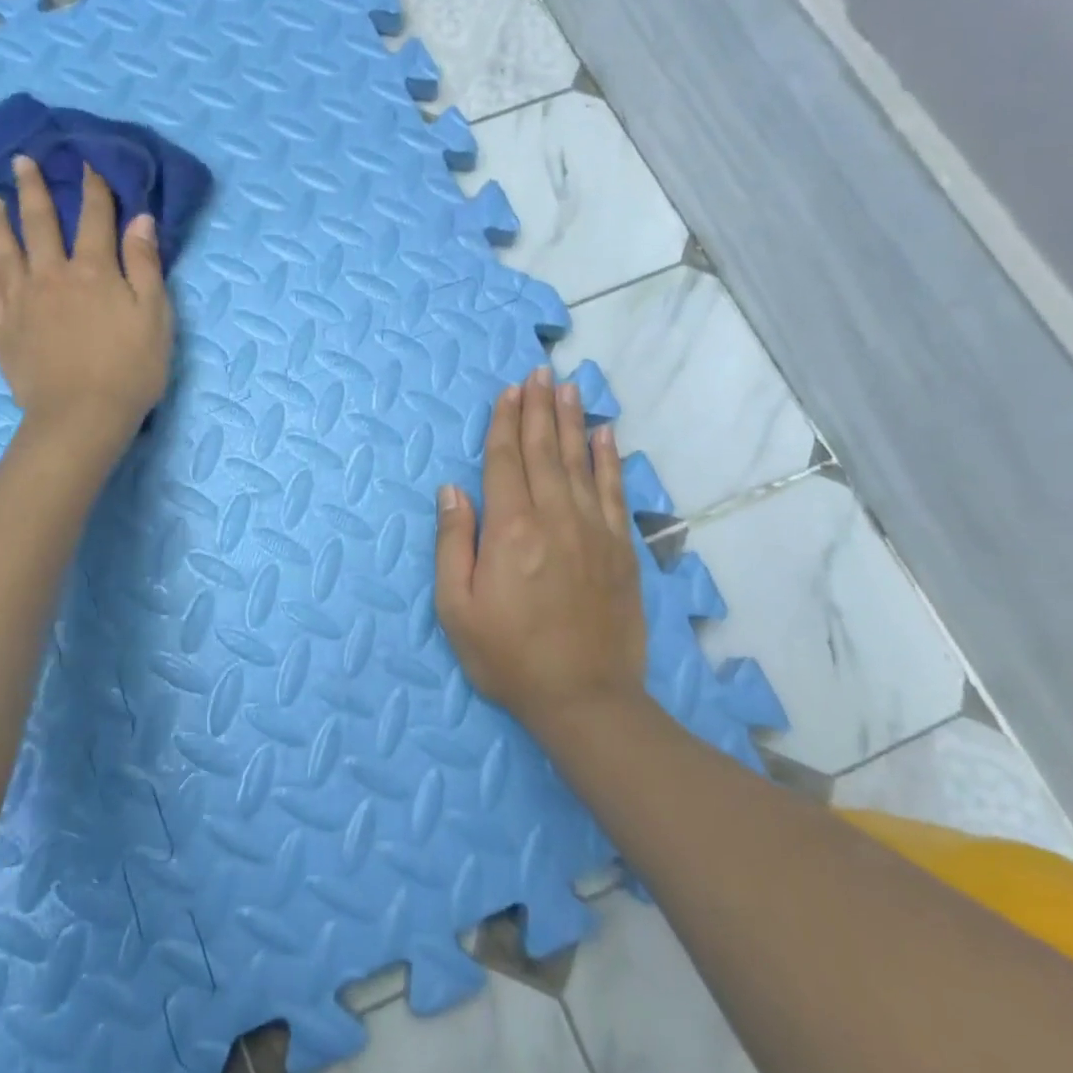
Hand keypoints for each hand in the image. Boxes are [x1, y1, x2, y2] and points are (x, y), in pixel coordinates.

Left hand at [0, 156, 172, 454]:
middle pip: (41, 223)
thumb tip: (140, 219)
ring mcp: (23, 300)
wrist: (81, 417)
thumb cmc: (130, 370)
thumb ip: (146, 266)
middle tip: (22, 161)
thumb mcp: (155, 317)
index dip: (94, 188)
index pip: (96, 218)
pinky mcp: (4, 327)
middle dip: (34, 188)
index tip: (87, 160)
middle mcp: (53, 275)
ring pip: (7, 249)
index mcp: (95, 271)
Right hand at [434, 367, 654, 745]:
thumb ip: (452, 543)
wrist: (585, 699)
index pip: (505, 463)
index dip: (505, 424)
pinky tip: (605, 435)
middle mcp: (554, 519)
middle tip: (538, 372)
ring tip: (568, 387)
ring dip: (571, 421)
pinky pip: (614, 492)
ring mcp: (594, 532)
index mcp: (510, 531)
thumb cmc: (508, 656)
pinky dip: (609, 459)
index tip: (508, 391)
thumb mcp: (457, 608)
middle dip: (538, 409)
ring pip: (580, 463)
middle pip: (544, 452)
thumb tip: (451, 490)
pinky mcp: (620, 550)